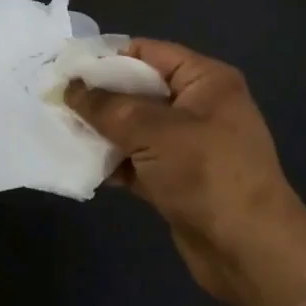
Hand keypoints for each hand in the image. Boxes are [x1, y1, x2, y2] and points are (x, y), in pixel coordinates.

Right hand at [66, 39, 305, 305]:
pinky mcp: (177, 179)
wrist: (250, 253)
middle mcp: (198, 106)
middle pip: (137, 89)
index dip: (105, 57)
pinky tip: (79, 162)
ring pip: (134, 127)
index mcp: (204, 80)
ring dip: (101, 130)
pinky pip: (137, 159)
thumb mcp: (152, 131)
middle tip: (55, 99)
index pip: (147, 52)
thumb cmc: (206, 174)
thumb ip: (106, 107)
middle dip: (97, 96)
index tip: (65, 67)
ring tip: (59, 129)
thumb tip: (69, 88)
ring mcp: (188, 144)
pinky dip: (112, 160)